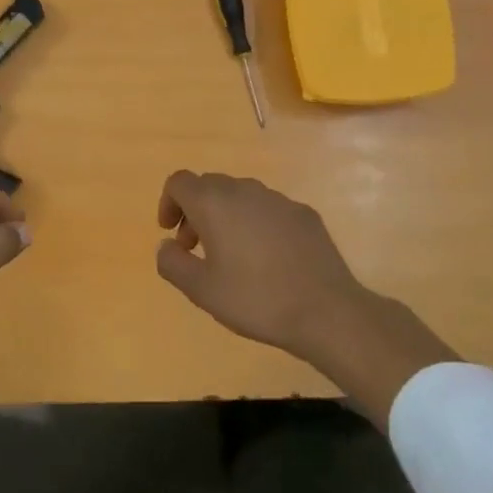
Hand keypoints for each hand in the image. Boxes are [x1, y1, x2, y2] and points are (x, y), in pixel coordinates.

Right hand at [156, 171, 455, 421]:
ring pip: (240, 196)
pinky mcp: (304, 213)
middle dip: (195, 211)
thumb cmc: (255, 299)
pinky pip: (268, 209)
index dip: (168, 202)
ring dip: (226, 216)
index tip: (170, 233)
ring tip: (231, 255)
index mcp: (214, 203)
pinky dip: (256, 223)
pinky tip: (267, 258)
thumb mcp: (201, 290)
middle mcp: (245, 190)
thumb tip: (166, 245)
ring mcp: (278, 199)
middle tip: (195, 248)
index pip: (179, 181)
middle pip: (209, 186)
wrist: (326, 310)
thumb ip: (172, 263)